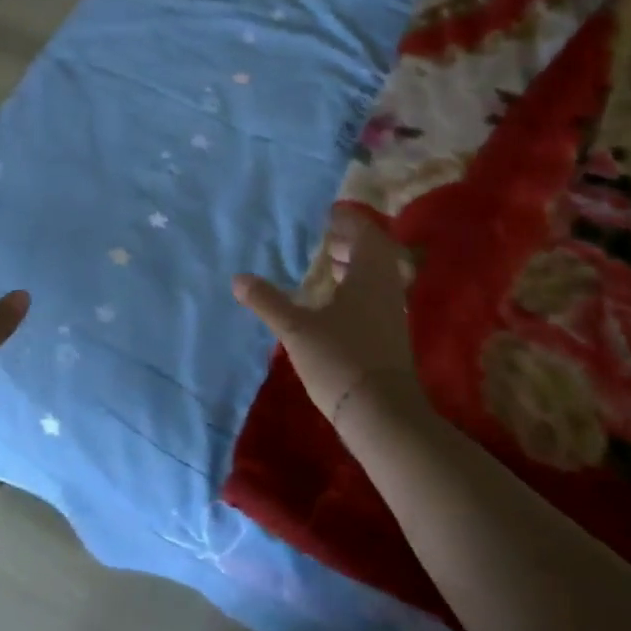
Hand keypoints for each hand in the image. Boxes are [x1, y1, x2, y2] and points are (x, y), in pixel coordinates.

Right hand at [233, 206, 421, 429]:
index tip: (327, 215)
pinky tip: (334, 304)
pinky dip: (357, 289)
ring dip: (355, 266)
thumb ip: (268, 301)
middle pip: (375, 253)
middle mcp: (387, 288)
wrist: (382, 415)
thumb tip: (238, 279)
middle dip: (350, 243)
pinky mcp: (390, 337)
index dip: (348, 221)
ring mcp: (392, 314)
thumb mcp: (296, 329)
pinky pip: (376, 297)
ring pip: (377, 277)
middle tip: (324, 240)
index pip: (365, 233)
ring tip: (328, 267)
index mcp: (369, 275)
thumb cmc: (340, 359)